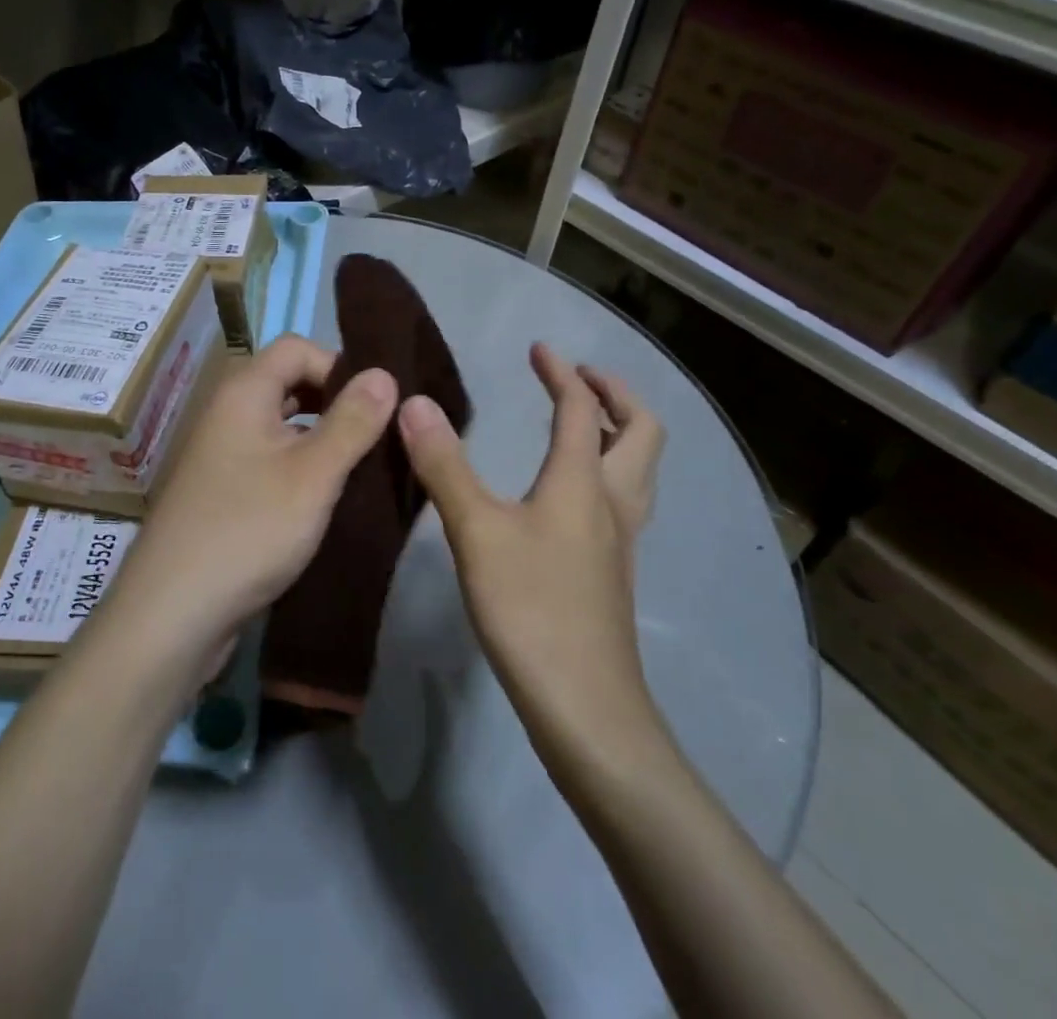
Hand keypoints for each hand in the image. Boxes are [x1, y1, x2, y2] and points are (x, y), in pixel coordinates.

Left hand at [105, 335, 396, 666]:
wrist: (172, 614)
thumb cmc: (248, 531)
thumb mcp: (313, 474)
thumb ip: (352, 421)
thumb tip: (384, 371)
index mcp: (243, 392)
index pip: (296, 347)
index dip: (338, 365)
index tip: (374, 406)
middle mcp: (227, 413)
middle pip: (288, 383)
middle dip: (334, 403)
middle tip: (375, 438)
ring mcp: (221, 454)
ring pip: (281, 426)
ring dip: (321, 439)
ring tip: (361, 470)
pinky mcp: (222, 492)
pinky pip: (269, 460)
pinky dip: (300, 468)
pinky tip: (327, 499)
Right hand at [396, 342, 663, 746]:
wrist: (585, 706)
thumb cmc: (531, 609)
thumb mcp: (476, 531)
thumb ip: (444, 465)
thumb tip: (414, 404)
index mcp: (583, 481)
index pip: (582, 409)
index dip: (562, 373)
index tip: (539, 349)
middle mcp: (613, 502)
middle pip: (641, 431)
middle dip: (614, 394)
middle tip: (578, 380)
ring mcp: (620, 539)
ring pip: (640, 467)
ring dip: (619, 431)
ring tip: (581, 423)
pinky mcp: (613, 570)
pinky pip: (624, 498)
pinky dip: (609, 470)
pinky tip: (571, 492)